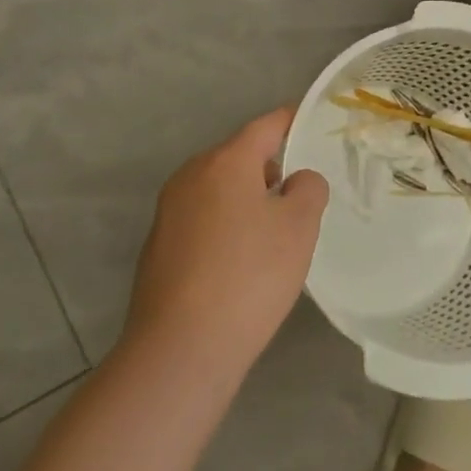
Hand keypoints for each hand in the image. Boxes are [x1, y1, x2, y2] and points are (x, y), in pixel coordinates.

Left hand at [124, 108, 328, 376]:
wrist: (180, 349)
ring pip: (220, 189)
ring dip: (248, 199)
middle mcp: (191, 175)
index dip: (293, 121)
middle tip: (302, 194)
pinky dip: (226, 226)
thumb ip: (308, 189)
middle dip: (271, 168)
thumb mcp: (298, 228)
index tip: (312, 124)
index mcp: (225, 161)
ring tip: (275, 233)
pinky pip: (203, 219)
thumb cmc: (249, 276)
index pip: (266, 125)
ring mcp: (169, 210)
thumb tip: (296, 179)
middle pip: (239, 156)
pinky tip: (241, 263)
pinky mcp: (158, 245)